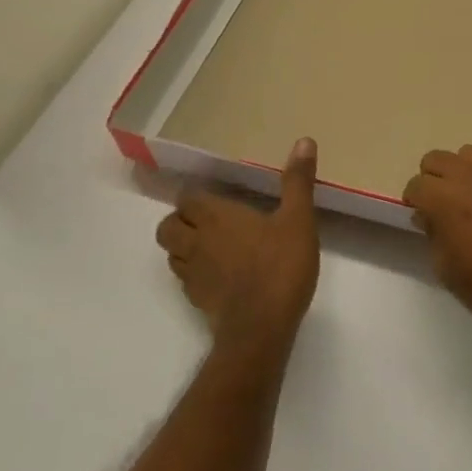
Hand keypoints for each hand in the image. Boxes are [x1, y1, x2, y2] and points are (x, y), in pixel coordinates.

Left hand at [156, 138, 320, 354]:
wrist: (261, 329)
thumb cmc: (279, 267)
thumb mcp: (298, 219)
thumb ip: (297, 181)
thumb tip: (304, 140)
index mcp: (215, 216)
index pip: (186, 198)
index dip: (195, 197)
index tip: (213, 196)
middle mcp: (195, 242)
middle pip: (168, 226)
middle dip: (181, 221)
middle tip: (208, 220)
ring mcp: (192, 274)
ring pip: (172, 254)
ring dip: (184, 247)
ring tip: (210, 245)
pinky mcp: (197, 301)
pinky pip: (185, 279)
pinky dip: (195, 273)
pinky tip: (220, 275)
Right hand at [403, 145, 471, 345]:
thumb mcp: (447, 270)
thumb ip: (432, 234)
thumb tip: (427, 215)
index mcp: (445, 199)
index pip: (416, 185)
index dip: (415, 202)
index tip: (422, 217)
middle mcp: (470, 175)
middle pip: (436, 159)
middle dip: (434, 180)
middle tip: (443, 205)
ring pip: (469, 154)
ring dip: (463, 172)